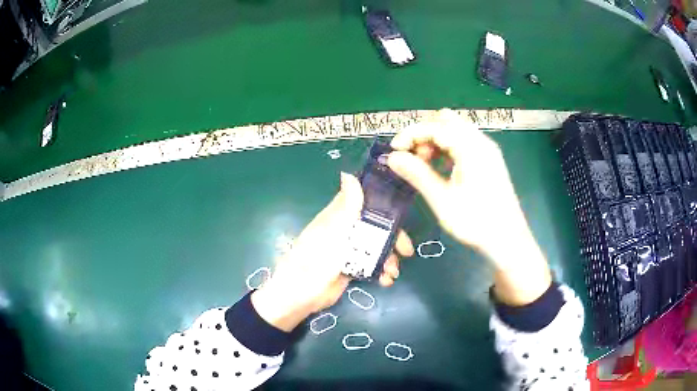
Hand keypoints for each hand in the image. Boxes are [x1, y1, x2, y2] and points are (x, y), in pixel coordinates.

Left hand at [251, 173, 413, 331]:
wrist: (301, 294)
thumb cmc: (317, 258)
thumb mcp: (335, 230)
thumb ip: (347, 206)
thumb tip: (348, 173)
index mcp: (339, 217)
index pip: (363, 203)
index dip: (383, 206)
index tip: (402, 213)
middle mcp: (345, 231)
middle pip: (375, 228)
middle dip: (393, 238)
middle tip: (407, 250)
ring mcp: (348, 251)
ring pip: (375, 248)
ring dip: (388, 258)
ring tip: (393, 272)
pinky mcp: (350, 268)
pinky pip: (371, 266)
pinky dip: (381, 272)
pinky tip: (385, 281)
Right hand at [386, 109, 550, 305]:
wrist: (508, 240)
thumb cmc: (476, 222)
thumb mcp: (442, 200)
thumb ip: (417, 174)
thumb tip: (393, 157)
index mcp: (471, 148)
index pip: (434, 126)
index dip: (410, 134)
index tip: (393, 151)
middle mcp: (481, 141)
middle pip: (446, 121)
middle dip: (424, 134)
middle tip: (413, 158)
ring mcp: (487, 150)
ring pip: (455, 130)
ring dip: (435, 140)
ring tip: (424, 165)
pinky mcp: (488, 159)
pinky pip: (463, 142)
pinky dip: (447, 148)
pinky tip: (441, 168)